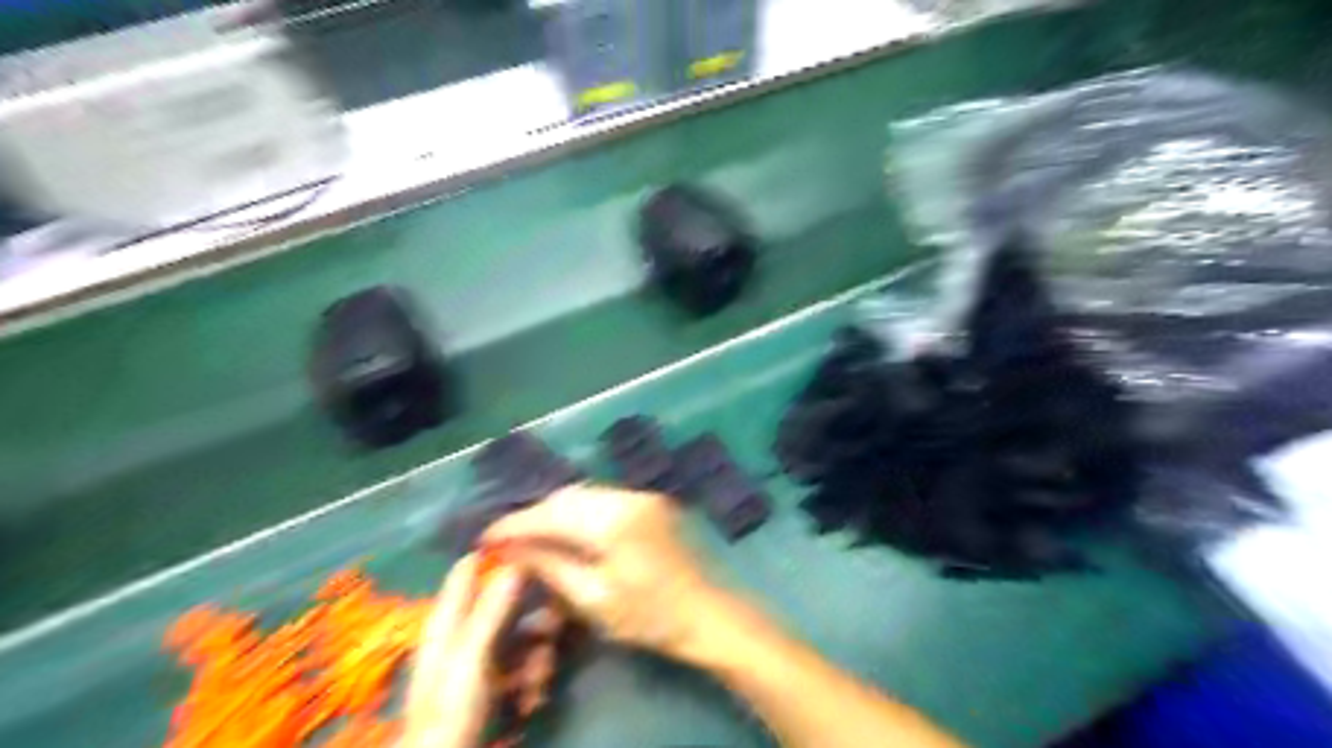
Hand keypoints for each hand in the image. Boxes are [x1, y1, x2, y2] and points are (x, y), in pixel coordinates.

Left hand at [401, 551, 520, 747]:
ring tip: (538, 683)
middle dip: (535, 614)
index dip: (500, 554)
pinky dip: (535, 679)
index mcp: (450, 617)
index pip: (470, 567)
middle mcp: (467, 631)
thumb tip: (515, 558)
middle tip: (553, 629)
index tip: (537, 549)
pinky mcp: (500, 683)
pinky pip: (528, 664)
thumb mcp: (472, 656)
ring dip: (539, 655)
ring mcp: (484, 658)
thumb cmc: (452, 708)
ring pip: (525, 634)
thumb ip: (492, 609)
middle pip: (509, 600)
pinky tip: (532, 700)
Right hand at [482, 486, 718, 652]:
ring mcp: (642, 495)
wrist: (706, 613)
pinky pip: (605, 498)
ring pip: (585, 494)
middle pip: (567, 496)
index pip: (550, 514)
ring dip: (557, 511)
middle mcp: (627, 496)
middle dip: (535, 515)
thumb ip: (550, 567)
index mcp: (611, 520)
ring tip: (535, 536)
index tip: (485, 537)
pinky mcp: (651, 502)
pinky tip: (570, 532)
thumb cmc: (648, 616)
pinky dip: (581, 512)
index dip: (514, 524)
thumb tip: (512, 548)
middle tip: (509, 539)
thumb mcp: (592, 599)